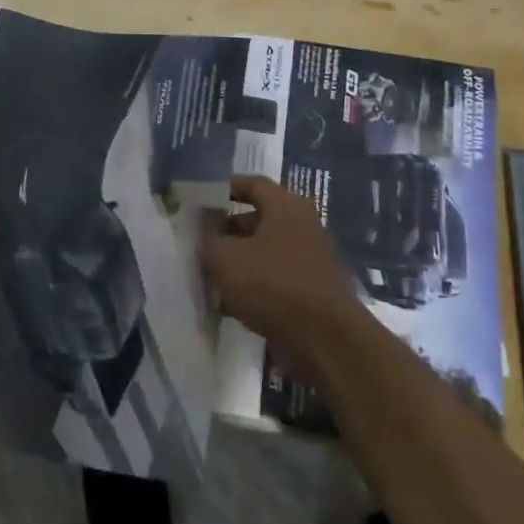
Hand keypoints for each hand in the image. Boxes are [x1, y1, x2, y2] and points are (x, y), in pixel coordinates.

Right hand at [199, 175, 361, 365]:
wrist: (323, 339)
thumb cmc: (271, 284)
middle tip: (200, 243)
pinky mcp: (311, 289)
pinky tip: (229, 304)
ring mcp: (310, 259)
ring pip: (265, 251)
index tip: (201, 201)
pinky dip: (254, 285)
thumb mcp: (224, 258)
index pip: (252, 184)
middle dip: (227, 231)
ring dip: (238, 261)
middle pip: (258, 219)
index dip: (225, 189)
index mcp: (286, 206)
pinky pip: (275, 278)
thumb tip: (205, 229)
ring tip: (208, 276)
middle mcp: (303, 226)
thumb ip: (208, 238)